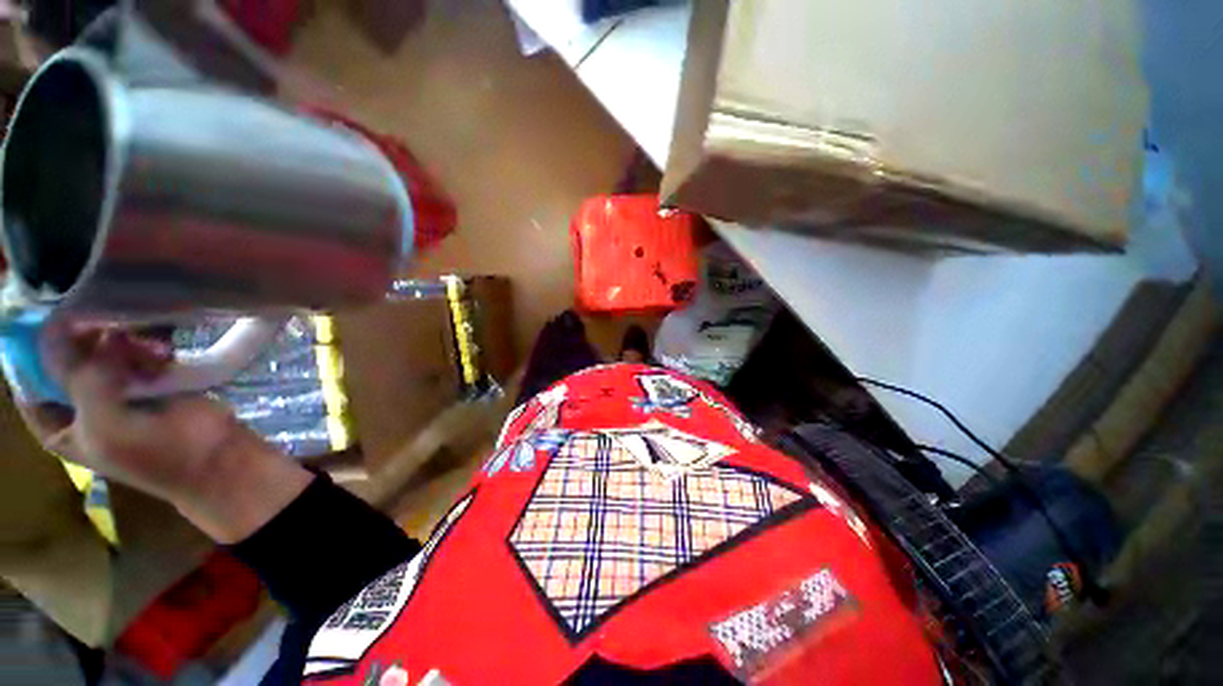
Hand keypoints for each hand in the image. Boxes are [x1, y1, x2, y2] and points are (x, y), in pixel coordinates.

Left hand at [17, 327, 312, 542]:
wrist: (217, 456)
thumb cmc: (155, 455)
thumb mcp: (107, 425)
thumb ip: (84, 380)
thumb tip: (87, 329)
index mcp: (58, 425)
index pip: (30, 379)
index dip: (35, 348)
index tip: (55, 315)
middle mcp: (80, 403)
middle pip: (68, 358)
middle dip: (88, 341)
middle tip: (110, 326)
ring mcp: (117, 389)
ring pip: (104, 351)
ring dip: (124, 344)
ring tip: (151, 349)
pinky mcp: (151, 379)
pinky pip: (137, 353)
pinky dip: (148, 347)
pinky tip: (166, 353)